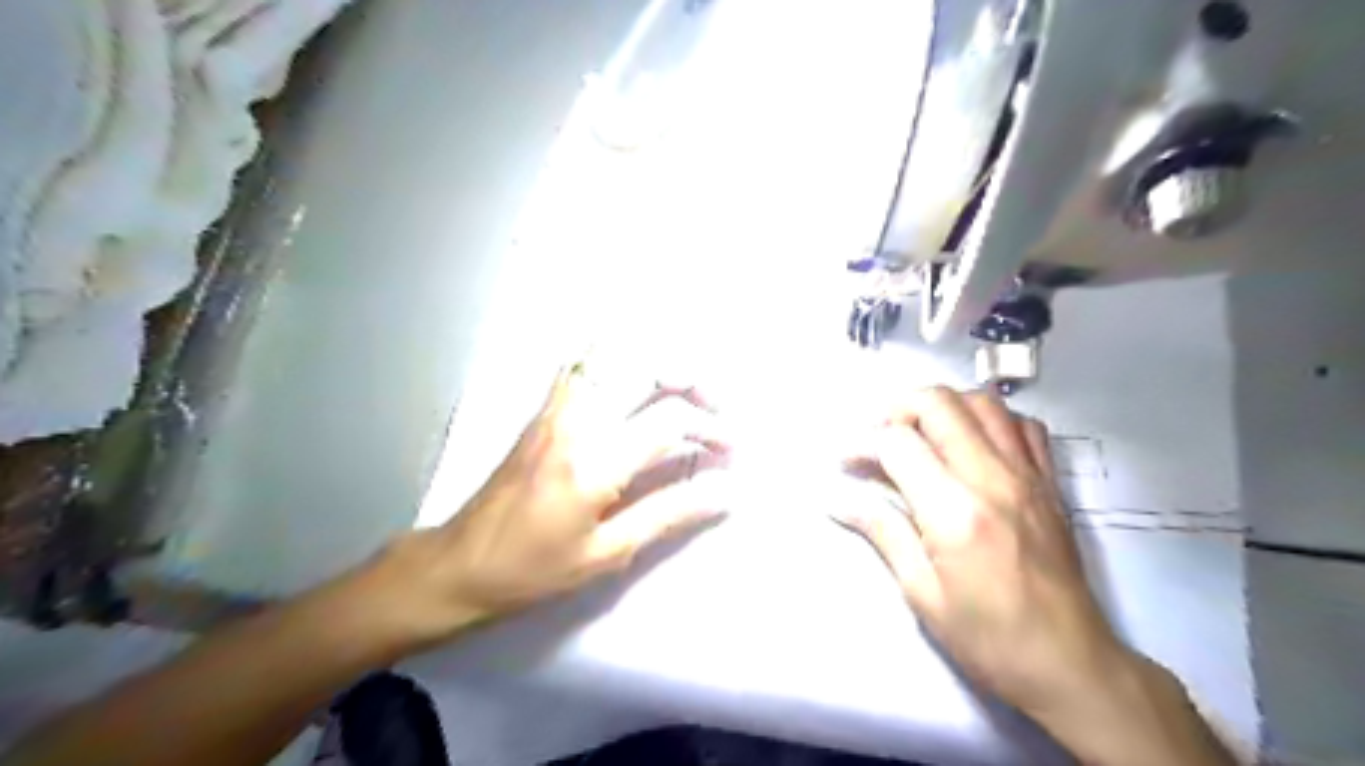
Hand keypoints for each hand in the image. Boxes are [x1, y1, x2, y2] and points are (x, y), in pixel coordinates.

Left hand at [356, 365, 731, 645]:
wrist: (458, 563)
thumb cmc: (532, 570)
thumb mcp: (606, 555)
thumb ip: (668, 514)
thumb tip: (725, 492)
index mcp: (593, 462)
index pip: (669, 420)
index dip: (711, 429)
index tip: (729, 451)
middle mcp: (575, 419)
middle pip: (644, 362)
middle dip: (692, 375)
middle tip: (714, 406)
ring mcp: (555, 407)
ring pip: (613, 350)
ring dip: (657, 359)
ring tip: (683, 390)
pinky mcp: (543, 408)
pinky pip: (586, 362)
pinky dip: (622, 358)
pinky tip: (638, 384)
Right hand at [839, 389, 1124, 716]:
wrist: (1072, 666)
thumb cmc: (989, 639)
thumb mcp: (922, 594)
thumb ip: (883, 534)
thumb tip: (839, 503)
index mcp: (954, 511)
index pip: (897, 443)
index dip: (862, 444)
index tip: (848, 462)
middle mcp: (992, 479)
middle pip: (939, 403)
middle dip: (896, 409)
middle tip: (878, 439)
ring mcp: (1028, 475)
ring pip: (982, 402)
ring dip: (942, 406)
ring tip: (920, 434)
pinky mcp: (1050, 482)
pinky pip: (1022, 425)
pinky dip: (990, 419)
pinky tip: (972, 443)